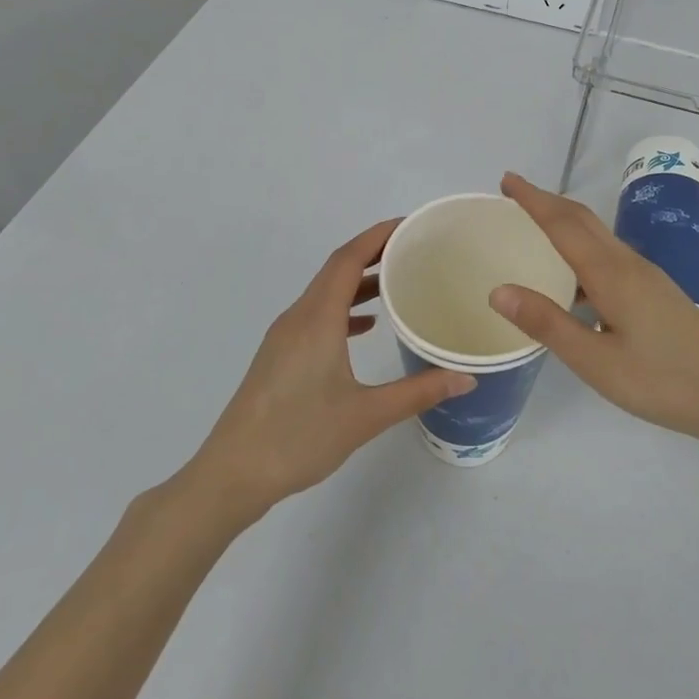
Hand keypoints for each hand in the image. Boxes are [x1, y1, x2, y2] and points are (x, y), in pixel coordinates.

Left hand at [186, 220, 475, 518]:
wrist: (232, 474)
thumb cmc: (298, 437)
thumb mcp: (366, 415)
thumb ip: (418, 392)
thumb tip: (466, 378)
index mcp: (317, 319)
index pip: (347, 259)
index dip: (377, 236)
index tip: (408, 224)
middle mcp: (297, 317)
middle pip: (335, 269)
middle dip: (372, 253)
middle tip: (412, 250)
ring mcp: (284, 336)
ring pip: (324, 293)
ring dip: (357, 282)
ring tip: (396, 282)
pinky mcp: (278, 355)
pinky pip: (315, 315)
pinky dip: (342, 309)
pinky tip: (364, 327)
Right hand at [489, 173, 698, 447]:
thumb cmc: (663, 382)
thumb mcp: (597, 362)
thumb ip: (548, 324)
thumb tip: (498, 291)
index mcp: (611, 274)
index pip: (563, 224)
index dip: (533, 200)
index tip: (506, 180)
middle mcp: (628, 264)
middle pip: (583, 219)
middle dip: (547, 201)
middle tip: (513, 194)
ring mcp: (646, 276)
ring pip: (598, 235)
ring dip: (564, 221)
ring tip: (534, 228)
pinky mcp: (655, 291)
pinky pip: (609, 255)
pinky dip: (581, 248)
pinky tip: (572, 279)